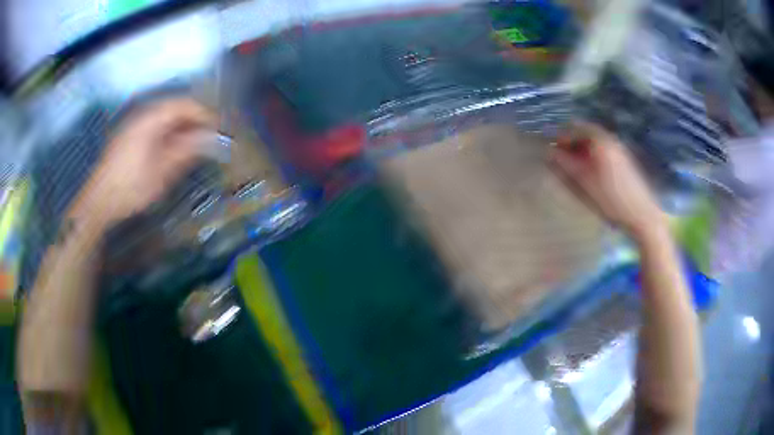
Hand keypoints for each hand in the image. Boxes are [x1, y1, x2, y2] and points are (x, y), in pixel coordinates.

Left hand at [68, 98, 216, 227]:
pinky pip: (153, 127)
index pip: (185, 105)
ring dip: (181, 127)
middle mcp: (143, 115)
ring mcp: (133, 125)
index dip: (205, 114)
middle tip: (209, 137)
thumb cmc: (131, 187)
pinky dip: (167, 133)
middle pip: (175, 108)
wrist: (99, 202)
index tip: (220, 129)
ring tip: (193, 144)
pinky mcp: (127, 137)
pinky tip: (171, 149)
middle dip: (194, 120)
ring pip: (164, 118)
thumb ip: (187, 150)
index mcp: (152, 118)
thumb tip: (211, 139)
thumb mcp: (162, 172)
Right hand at [549, 123, 665, 238]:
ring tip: (575, 169)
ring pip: (594, 142)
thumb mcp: (584, 184)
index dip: (560, 137)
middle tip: (562, 161)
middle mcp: (610, 139)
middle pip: (585, 132)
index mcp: (600, 141)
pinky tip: (592, 174)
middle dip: (571, 143)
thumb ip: (565, 166)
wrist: (642, 215)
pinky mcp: (625, 161)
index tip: (551, 151)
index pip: (574, 127)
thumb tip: (548, 153)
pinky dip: (593, 156)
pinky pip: (603, 150)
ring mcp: (619, 149)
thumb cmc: (611, 200)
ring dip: (582, 150)